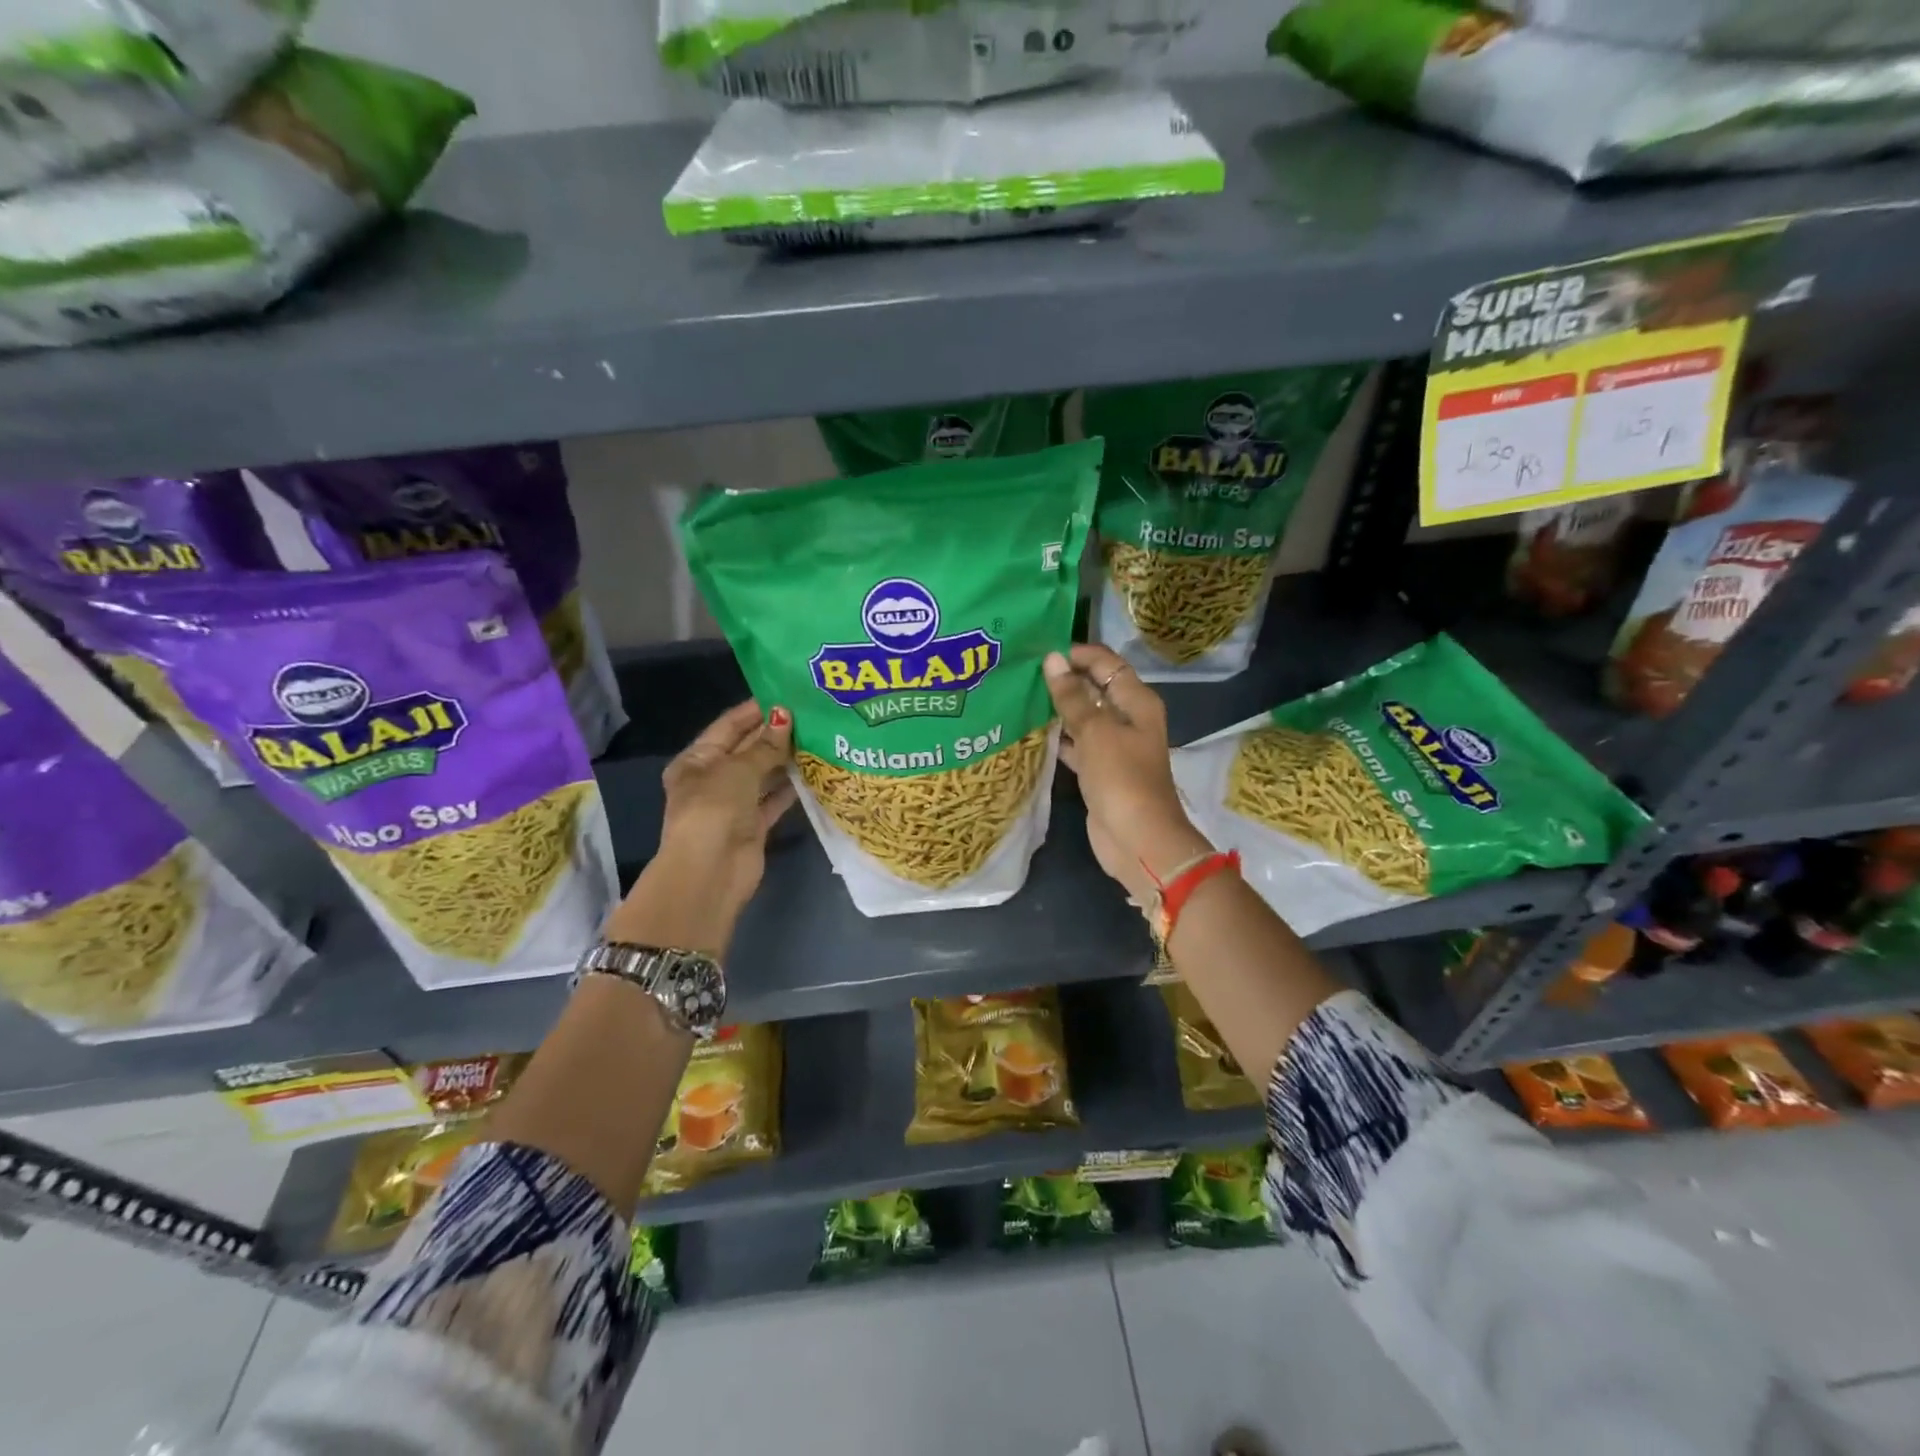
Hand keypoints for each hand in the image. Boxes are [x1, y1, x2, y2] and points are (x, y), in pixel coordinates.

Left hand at [607, 701, 795, 949]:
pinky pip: (774, 799)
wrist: (711, 872)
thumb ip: (765, 745)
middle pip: (747, 749)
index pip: (728, 726)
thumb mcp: (738, 769)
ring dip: (786, 759)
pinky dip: (790, 787)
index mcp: (696, 760)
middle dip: (774, 733)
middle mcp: (712, 779)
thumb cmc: (714, 809)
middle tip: (811, 712)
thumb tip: (786, 716)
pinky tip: (814, 770)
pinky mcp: (753, 825)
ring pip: (763, 774)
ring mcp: (733, 804)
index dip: (754, 710)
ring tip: (818, 736)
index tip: (786, 693)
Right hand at [1043, 645, 1210, 905]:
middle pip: (1094, 687)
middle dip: (1063, 679)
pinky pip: (1076, 744)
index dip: (1076, 653)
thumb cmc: (1122, 778)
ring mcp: (1113, 746)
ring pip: (1083, 716)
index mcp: (1136, 701)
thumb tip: (1052, 659)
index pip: (1106, 663)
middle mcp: (1127, 718)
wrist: (1138, 840)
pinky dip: (1058, 737)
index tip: (1038, 652)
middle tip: (1022, 672)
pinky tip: (1030, 731)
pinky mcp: (1099, 770)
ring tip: (1020, 695)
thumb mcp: (1096, 732)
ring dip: (1057, 708)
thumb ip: (1072, 696)